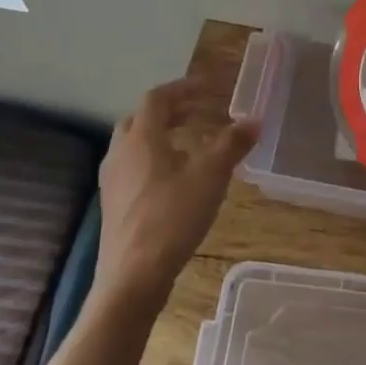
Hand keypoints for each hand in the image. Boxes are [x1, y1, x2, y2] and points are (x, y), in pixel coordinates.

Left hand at [96, 78, 258, 307]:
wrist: (133, 276)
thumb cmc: (172, 217)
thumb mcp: (211, 177)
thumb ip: (232, 144)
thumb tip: (254, 121)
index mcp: (141, 137)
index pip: (157, 98)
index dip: (183, 88)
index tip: (207, 88)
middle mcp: (120, 152)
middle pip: (140, 118)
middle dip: (169, 111)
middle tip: (196, 113)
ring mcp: (112, 180)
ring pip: (134, 144)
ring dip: (159, 136)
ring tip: (188, 145)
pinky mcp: (112, 204)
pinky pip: (131, 167)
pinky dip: (152, 160)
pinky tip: (173, 181)